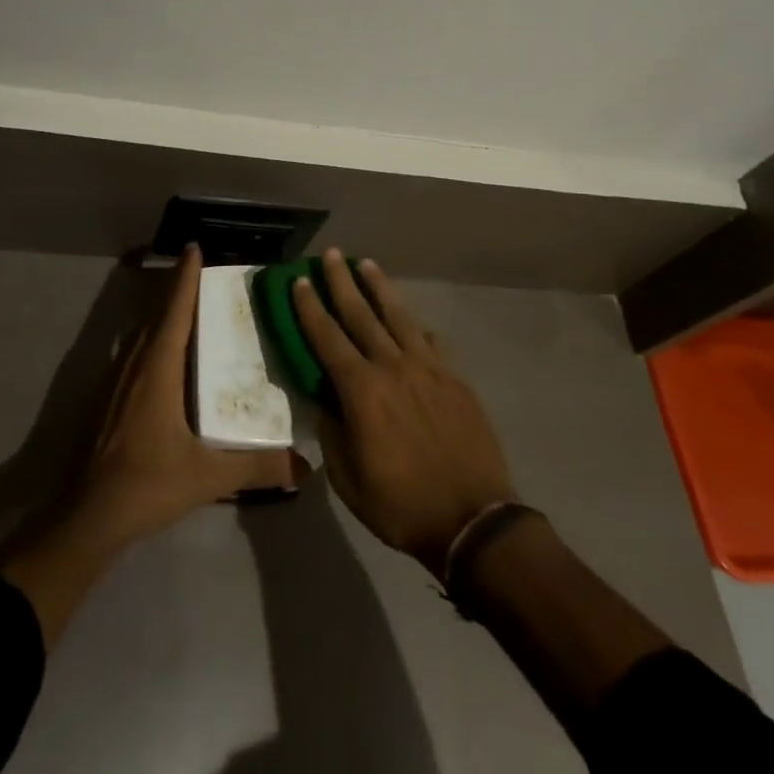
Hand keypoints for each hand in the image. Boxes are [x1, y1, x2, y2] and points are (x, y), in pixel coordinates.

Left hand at [0, 247, 301, 645]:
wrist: (87, 516)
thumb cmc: (147, 484)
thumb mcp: (208, 476)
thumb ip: (257, 467)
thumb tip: (304, 465)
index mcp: (157, 370)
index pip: (175, 312)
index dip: (184, 278)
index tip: (194, 248)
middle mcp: (134, 366)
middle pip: (156, 316)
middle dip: (176, 291)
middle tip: (201, 275)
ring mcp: (115, 382)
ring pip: (140, 334)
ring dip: (161, 314)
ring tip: (186, 308)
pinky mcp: (106, 400)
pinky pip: (132, 354)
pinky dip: (150, 339)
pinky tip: (162, 356)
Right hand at [294, 250, 517, 577]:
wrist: (473, 519)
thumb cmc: (400, 504)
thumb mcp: (348, 478)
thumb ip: (333, 431)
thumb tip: (327, 399)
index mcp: (361, 390)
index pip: (327, 338)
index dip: (310, 308)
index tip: (300, 281)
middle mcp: (393, 367)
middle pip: (361, 314)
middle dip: (342, 282)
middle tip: (331, 254)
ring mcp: (428, 369)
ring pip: (399, 317)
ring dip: (380, 288)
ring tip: (367, 264)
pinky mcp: (455, 378)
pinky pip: (432, 342)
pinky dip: (418, 327)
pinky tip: (414, 321)